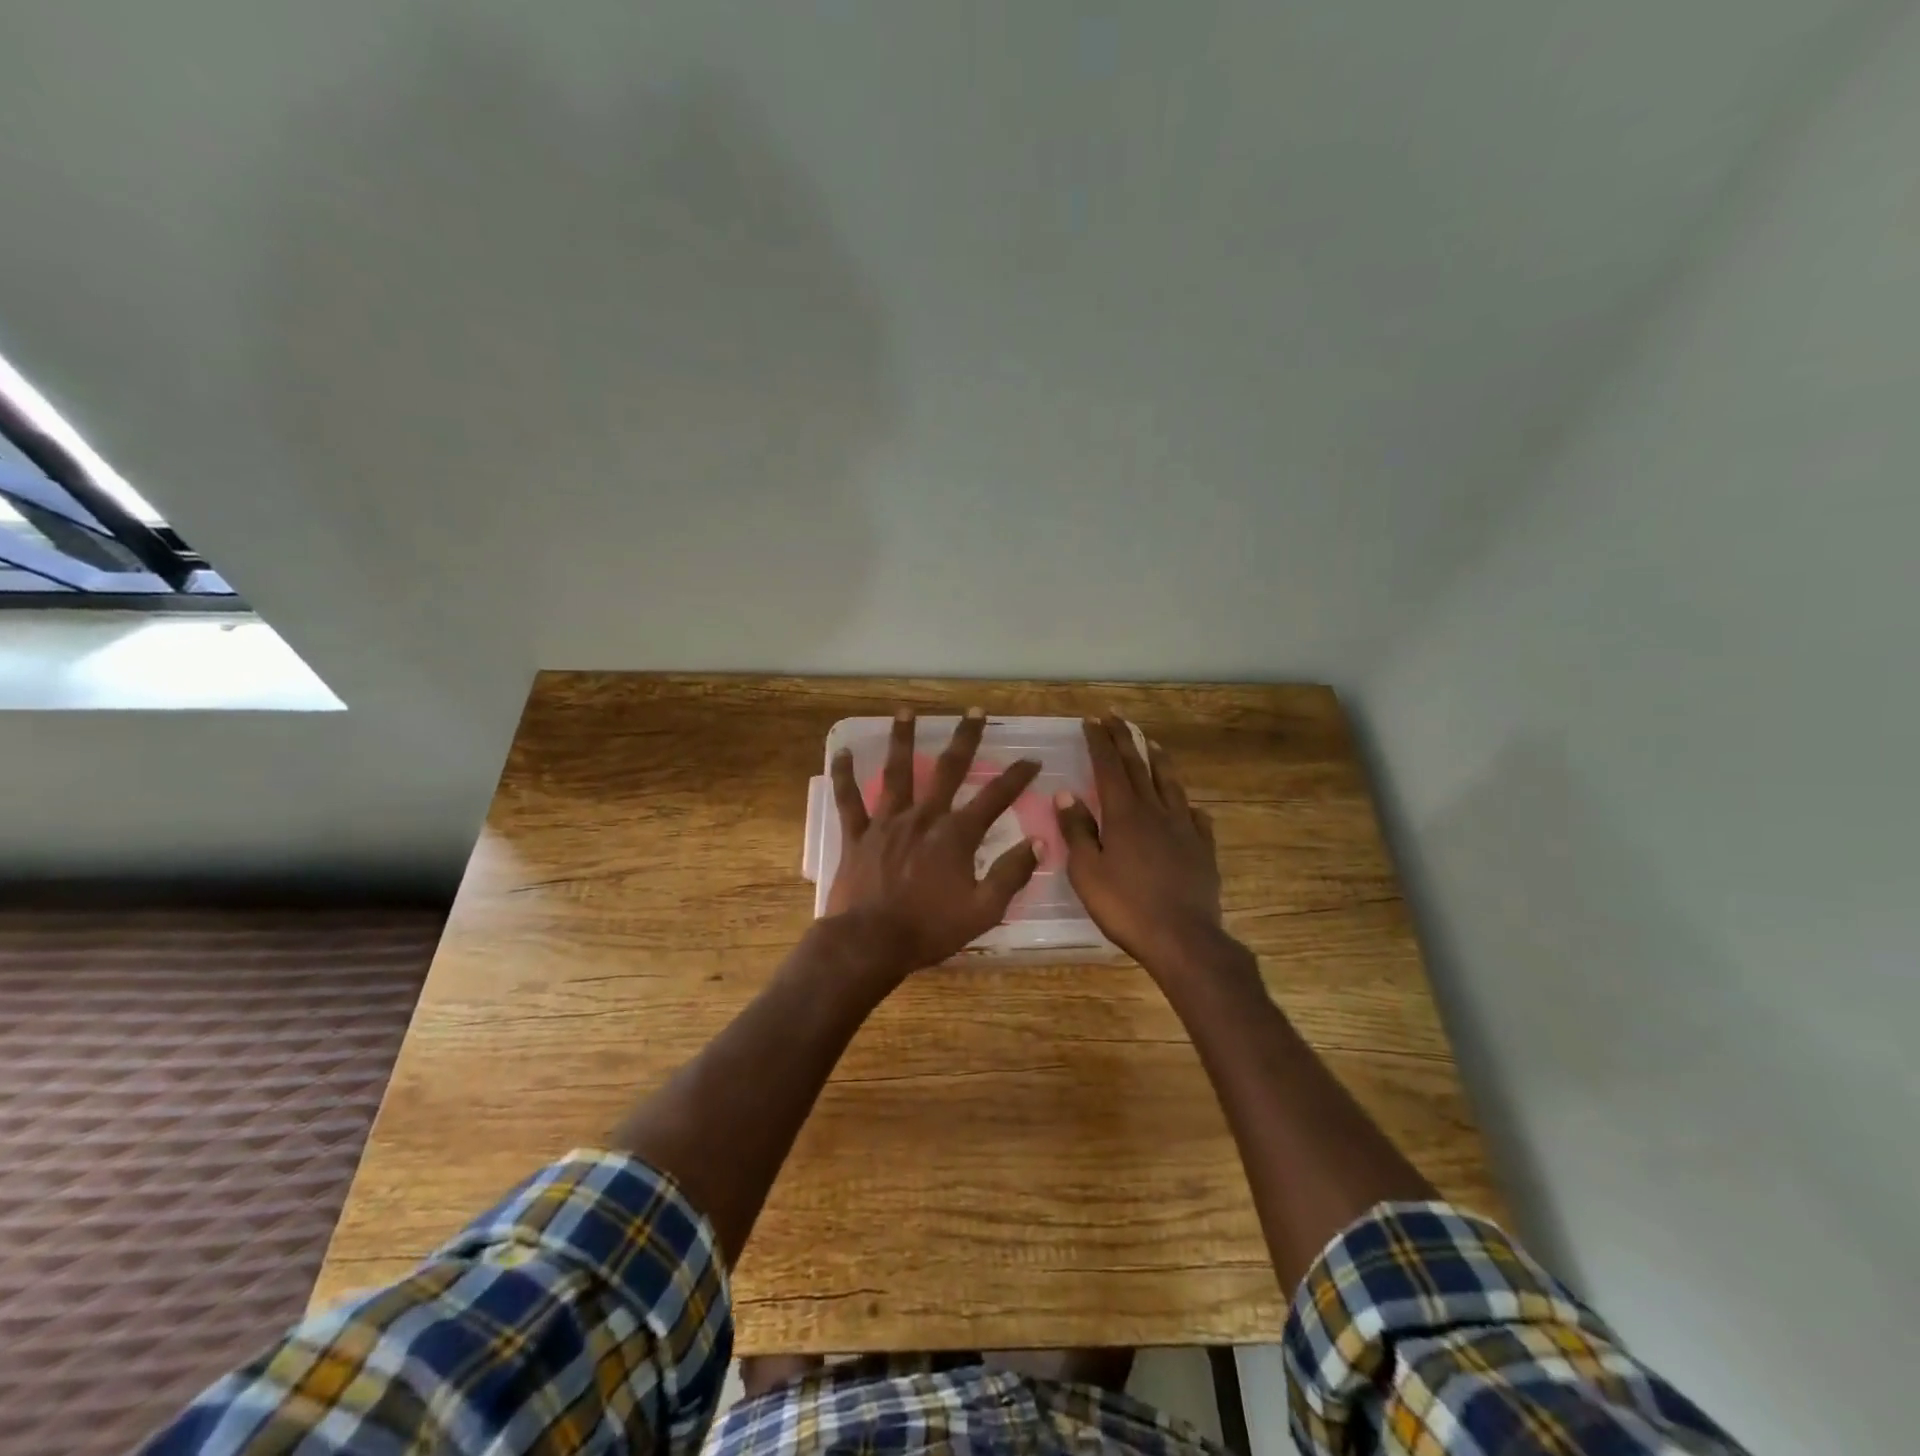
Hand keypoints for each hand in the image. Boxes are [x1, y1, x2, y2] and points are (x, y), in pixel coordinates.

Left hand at [826, 707, 1041, 973]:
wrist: (870, 943)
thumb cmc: (929, 929)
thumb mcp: (983, 910)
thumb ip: (1011, 874)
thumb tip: (1038, 843)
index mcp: (956, 835)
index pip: (995, 798)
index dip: (1017, 777)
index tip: (1031, 760)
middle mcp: (923, 817)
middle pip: (948, 769)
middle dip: (965, 738)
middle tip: (974, 711)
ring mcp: (887, 822)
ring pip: (897, 772)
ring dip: (902, 739)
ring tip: (905, 711)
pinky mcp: (858, 834)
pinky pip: (849, 799)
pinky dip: (844, 775)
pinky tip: (841, 752)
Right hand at [1055, 713, 1222, 970]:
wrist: (1182, 938)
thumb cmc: (1125, 906)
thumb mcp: (1087, 871)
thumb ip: (1077, 830)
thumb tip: (1066, 795)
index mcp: (1124, 814)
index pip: (1108, 768)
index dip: (1099, 742)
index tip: (1091, 721)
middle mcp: (1155, 812)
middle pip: (1139, 766)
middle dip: (1124, 739)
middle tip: (1115, 717)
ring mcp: (1184, 828)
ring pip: (1171, 785)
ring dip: (1158, 760)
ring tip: (1151, 743)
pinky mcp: (1203, 849)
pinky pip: (1196, 818)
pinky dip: (1186, 805)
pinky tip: (1187, 806)